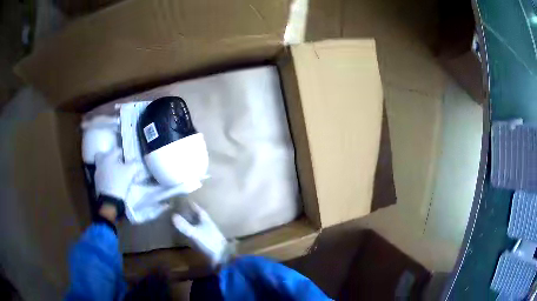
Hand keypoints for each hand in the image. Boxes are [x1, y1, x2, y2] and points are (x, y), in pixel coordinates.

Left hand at [94, 148, 139, 200]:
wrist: (110, 200)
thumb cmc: (120, 182)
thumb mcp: (131, 171)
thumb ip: (135, 164)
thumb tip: (138, 162)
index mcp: (108, 157)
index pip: (117, 150)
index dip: (123, 154)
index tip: (127, 160)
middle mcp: (100, 163)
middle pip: (102, 155)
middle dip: (108, 157)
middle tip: (116, 163)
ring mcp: (97, 173)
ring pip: (102, 166)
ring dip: (108, 168)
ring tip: (116, 175)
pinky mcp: (97, 183)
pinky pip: (102, 176)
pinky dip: (106, 177)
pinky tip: (113, 183)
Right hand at [172, 201, 233, 265]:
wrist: (222, 256)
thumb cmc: (209, 242)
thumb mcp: (195, 233)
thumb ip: (184, 225)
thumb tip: (173, 215)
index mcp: (206, 219)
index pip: (197, 209)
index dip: (191, 204)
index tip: (183, 200)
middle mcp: (207, 224)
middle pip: (197, 216)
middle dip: (189, 212)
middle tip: (179, 209)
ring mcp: (208, 232)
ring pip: (197, 224)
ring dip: (190, 221)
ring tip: (181, 219)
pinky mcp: (207, 241)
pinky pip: (197, 232)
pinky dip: (191, 230)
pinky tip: (186, 232)